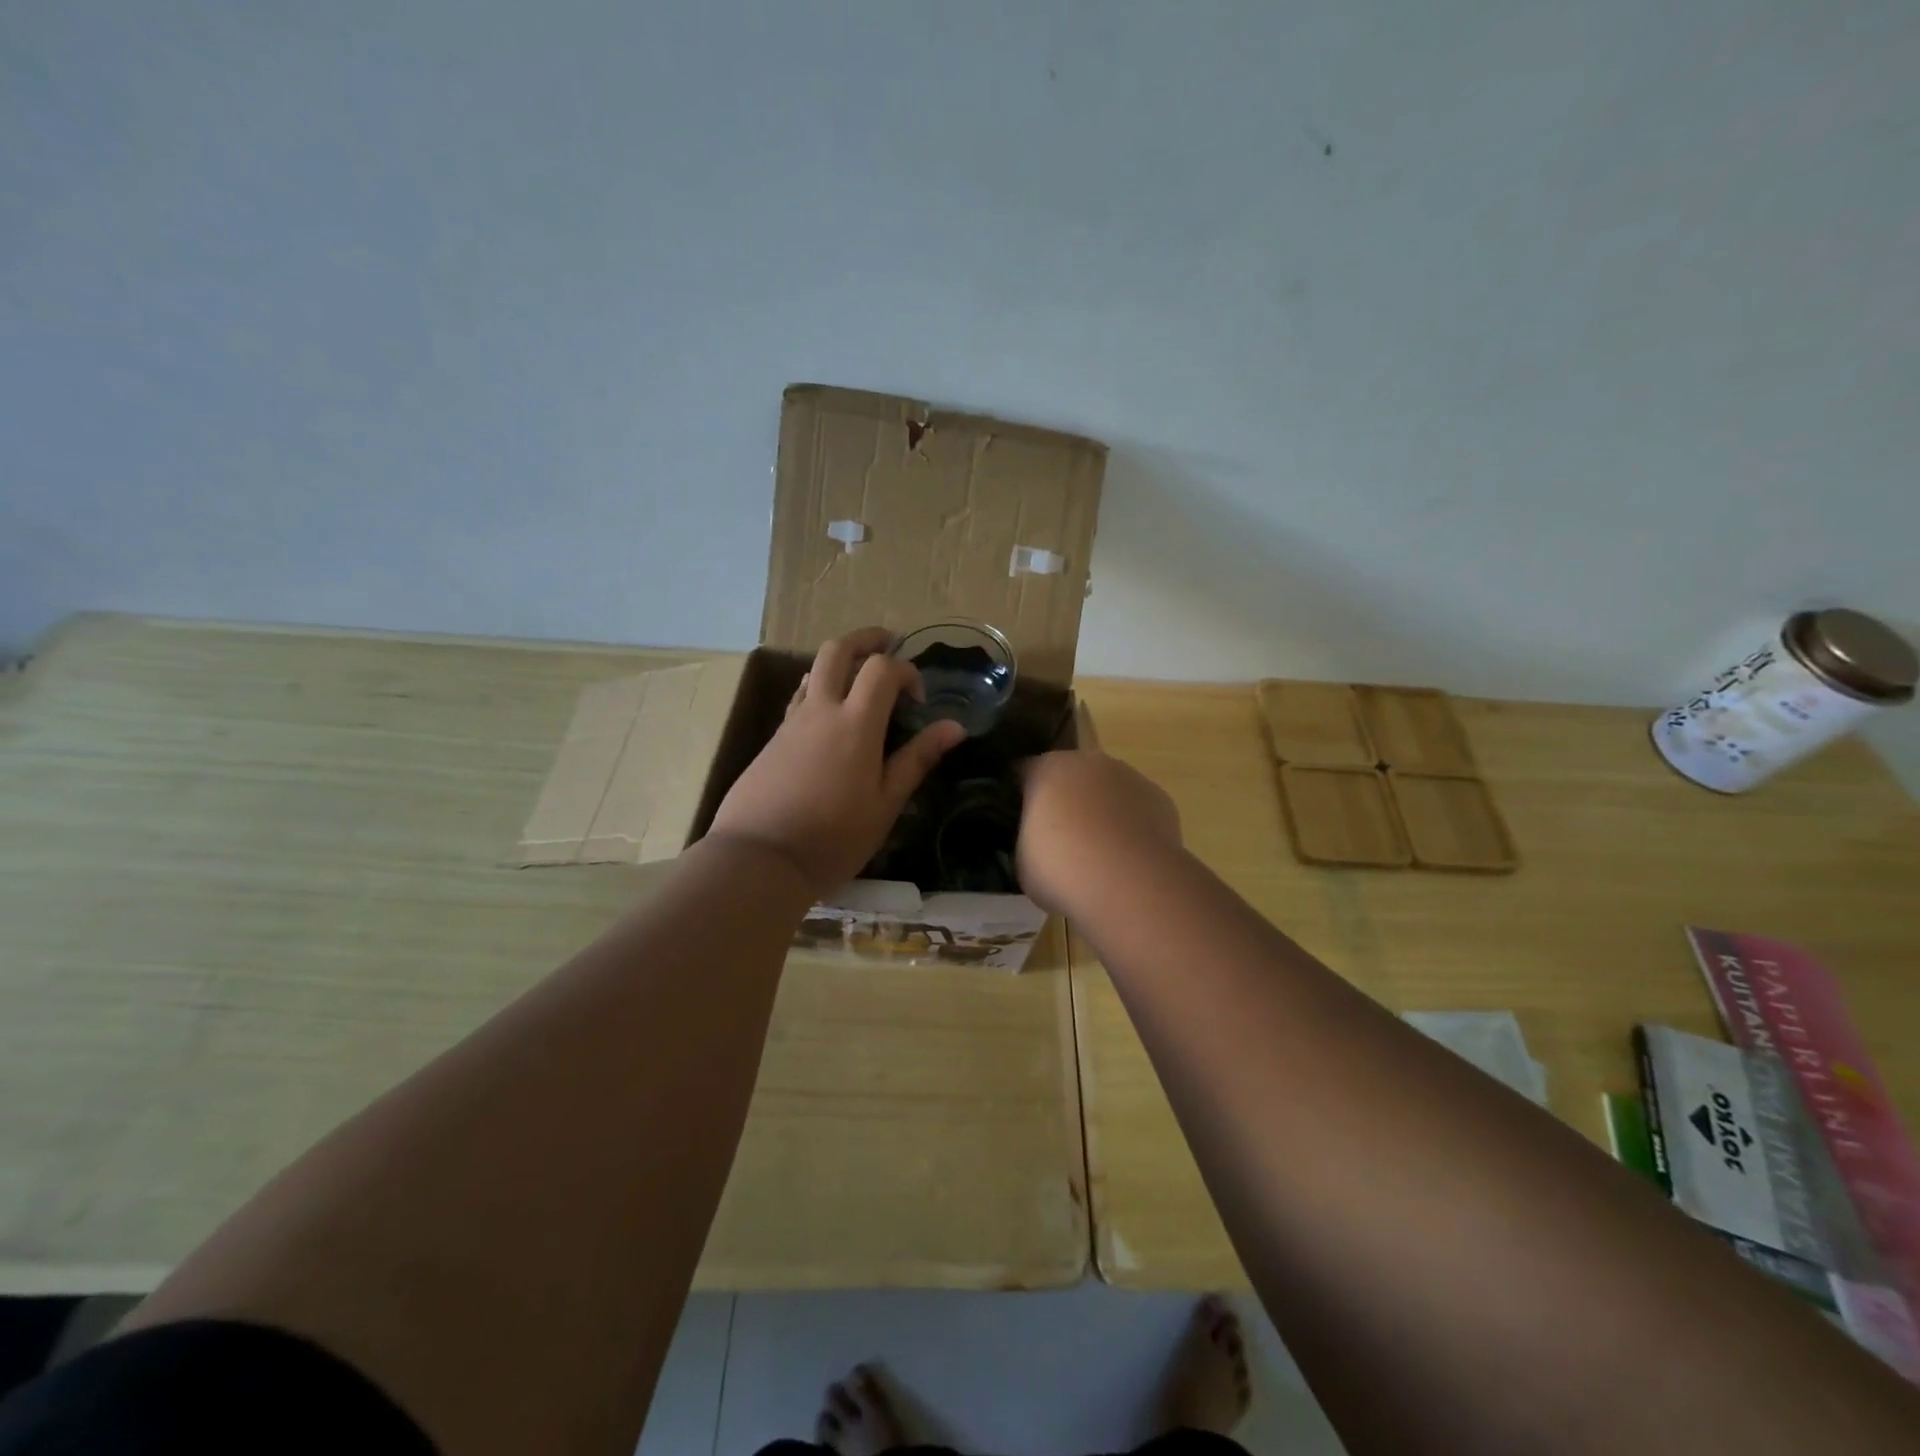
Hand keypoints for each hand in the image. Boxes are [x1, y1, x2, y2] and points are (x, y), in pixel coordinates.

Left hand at [707, 627, 966, 896]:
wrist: (758, 858)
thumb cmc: (832, 838)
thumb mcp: (885, 804)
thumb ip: (917, 759)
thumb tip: (954, 727)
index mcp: (855, 724)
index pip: (882, 668)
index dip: (907, 672)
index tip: (917, 702)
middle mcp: (820, 710)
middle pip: (838, 649)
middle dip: (866, 639)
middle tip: (888, 644)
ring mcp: (791, 722)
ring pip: (813, 670)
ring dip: (840, 662)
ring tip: (860, 681)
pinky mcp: (773, 739)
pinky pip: (800, 697)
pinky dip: (820, 688)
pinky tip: (831, 718)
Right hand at [1016, 750, 1182, 915]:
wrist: (1126, 882)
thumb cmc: (1060, 868)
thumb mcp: (1022, 858)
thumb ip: (1026, 838)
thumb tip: (1036, 841)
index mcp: (1046, 769)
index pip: (1024, 772)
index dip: (1020, 797)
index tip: (1018, 822)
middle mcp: (1088, 762)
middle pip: (1070, 776)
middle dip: (1064, 800)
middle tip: (1058, 840)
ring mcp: (1129, 777)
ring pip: (1107, 790)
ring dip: (1100, 811)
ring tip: (1098, 854)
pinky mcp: (1160, 799)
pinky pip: (1136, 809)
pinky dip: (1130, 826)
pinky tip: (1127, 858)